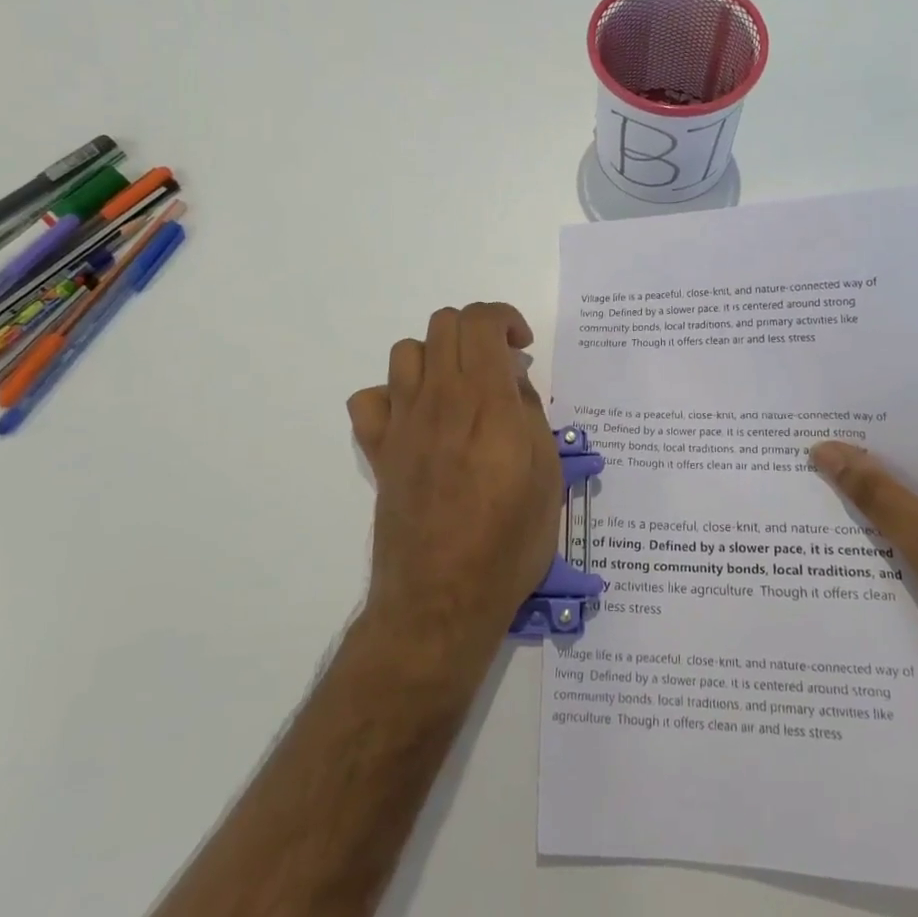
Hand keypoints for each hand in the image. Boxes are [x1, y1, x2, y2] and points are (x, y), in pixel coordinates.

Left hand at [346, 303, 563, 667]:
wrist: (443, 598)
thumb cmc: (509, 541)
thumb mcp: (547, 475)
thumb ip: (530, 415)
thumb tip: (513, 382)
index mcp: (486, 401)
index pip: (481, 321)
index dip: (505, 318)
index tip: (522, 347)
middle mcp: (439, 399)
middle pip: (444, 324)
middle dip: (476, 330)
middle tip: (499, 367)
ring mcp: (403, 423)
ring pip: (406, 351)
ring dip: (437, 356)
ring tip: (461, 389)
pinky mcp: (379, 451)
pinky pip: (370, 399)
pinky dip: (393, 395)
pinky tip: (417, 419)